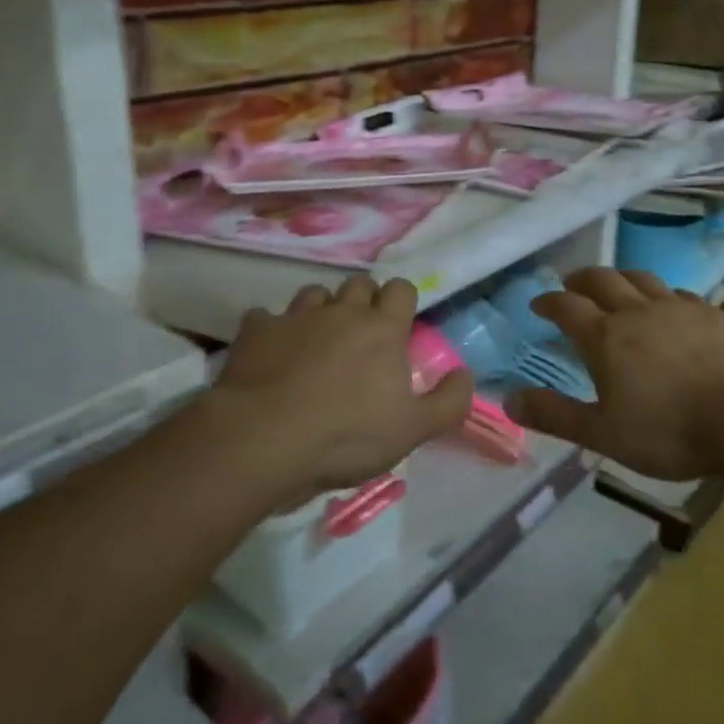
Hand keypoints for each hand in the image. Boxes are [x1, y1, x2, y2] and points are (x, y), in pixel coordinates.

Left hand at [204, 278, 473, 507]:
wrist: (263, 439)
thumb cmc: (346, 435)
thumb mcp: (412, 430)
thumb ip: (448, 401)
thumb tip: (466, 374)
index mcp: (382, 328)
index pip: (401, 289)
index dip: (401, 302)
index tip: (398, 325)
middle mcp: (342, 311)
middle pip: (358, 284)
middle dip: (363, 300)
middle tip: (361, 333)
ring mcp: (296, 317)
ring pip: (314, 293)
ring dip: (320, 310)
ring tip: (317, 339)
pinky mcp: (257, 331)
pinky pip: (265, 317)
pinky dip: (272, 329)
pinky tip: (272, 351)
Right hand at [509, 268, 723, 480]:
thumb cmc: (668, 431)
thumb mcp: (602, 433)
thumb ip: (555, 415)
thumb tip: (508, 399)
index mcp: (606, 337)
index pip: (567, 307)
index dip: (549, 302)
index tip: (538, 304)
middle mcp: (637, 311)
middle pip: (602, 280)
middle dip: (580, 279)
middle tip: (570, 284)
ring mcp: (677, 307)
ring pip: (640, 278)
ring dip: (620, 277)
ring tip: (613, 284)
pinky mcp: (710, 313)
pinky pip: (677, 293)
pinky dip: (660, 294)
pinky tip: (667, 305)